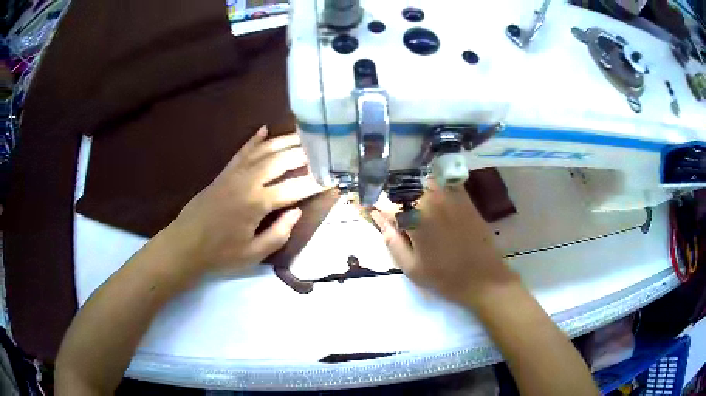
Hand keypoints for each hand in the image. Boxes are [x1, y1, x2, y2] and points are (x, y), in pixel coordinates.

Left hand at [167, 126, 324, 275]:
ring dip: (285, 141)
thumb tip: (297, 211)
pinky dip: (254, 139)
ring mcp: (235, 173)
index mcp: (258, 203)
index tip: (333, 177)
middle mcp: (248, 181)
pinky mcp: (224, 172)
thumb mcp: (253, 253)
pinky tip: (265, 129)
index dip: (316, 182)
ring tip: (304, 135)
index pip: (295, 187)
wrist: (185, 244)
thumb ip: (279, 233)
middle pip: (282, 159)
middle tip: (324, 148)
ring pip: (264, 150)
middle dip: (305, 153)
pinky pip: (242, 151)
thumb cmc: (220, 254)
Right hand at [371, 182, 517, 306]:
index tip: (367, 207)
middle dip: (392, 196)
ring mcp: (450, 194)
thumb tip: (377, 217)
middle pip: (403, 187)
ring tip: (407, 203)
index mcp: (415, 216)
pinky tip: (428, 196)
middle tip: (389, 210)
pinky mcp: (463, 196)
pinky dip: (431, 185)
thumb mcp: (411, 267)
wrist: (484, 278)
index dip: (375, 206)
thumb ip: (391, 240)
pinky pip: (441, 181)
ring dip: (410, 188)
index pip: (386, 203)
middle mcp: (431, 197)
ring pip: (421, 180)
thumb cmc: (445, 277)